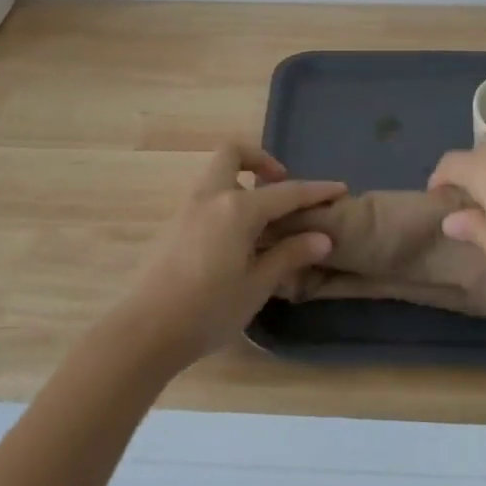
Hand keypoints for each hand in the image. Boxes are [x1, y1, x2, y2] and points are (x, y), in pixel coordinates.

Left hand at [113, 143, 345, 367]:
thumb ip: (289, 255)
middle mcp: (210, 197)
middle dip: (260, 160)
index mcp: (237, 209)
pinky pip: (206, 197)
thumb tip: (321, 237)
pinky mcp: (173, 225)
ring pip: (216, 174)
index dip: (316, 191)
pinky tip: (236, 240)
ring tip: (262, 219)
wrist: (145, 331)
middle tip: (279, 186)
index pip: (286, 192)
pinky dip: (226, 201)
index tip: (340, 188)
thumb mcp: (256, 286)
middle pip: (232, 153)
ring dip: (241, 181)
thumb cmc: (208, 310)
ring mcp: (187, 208)